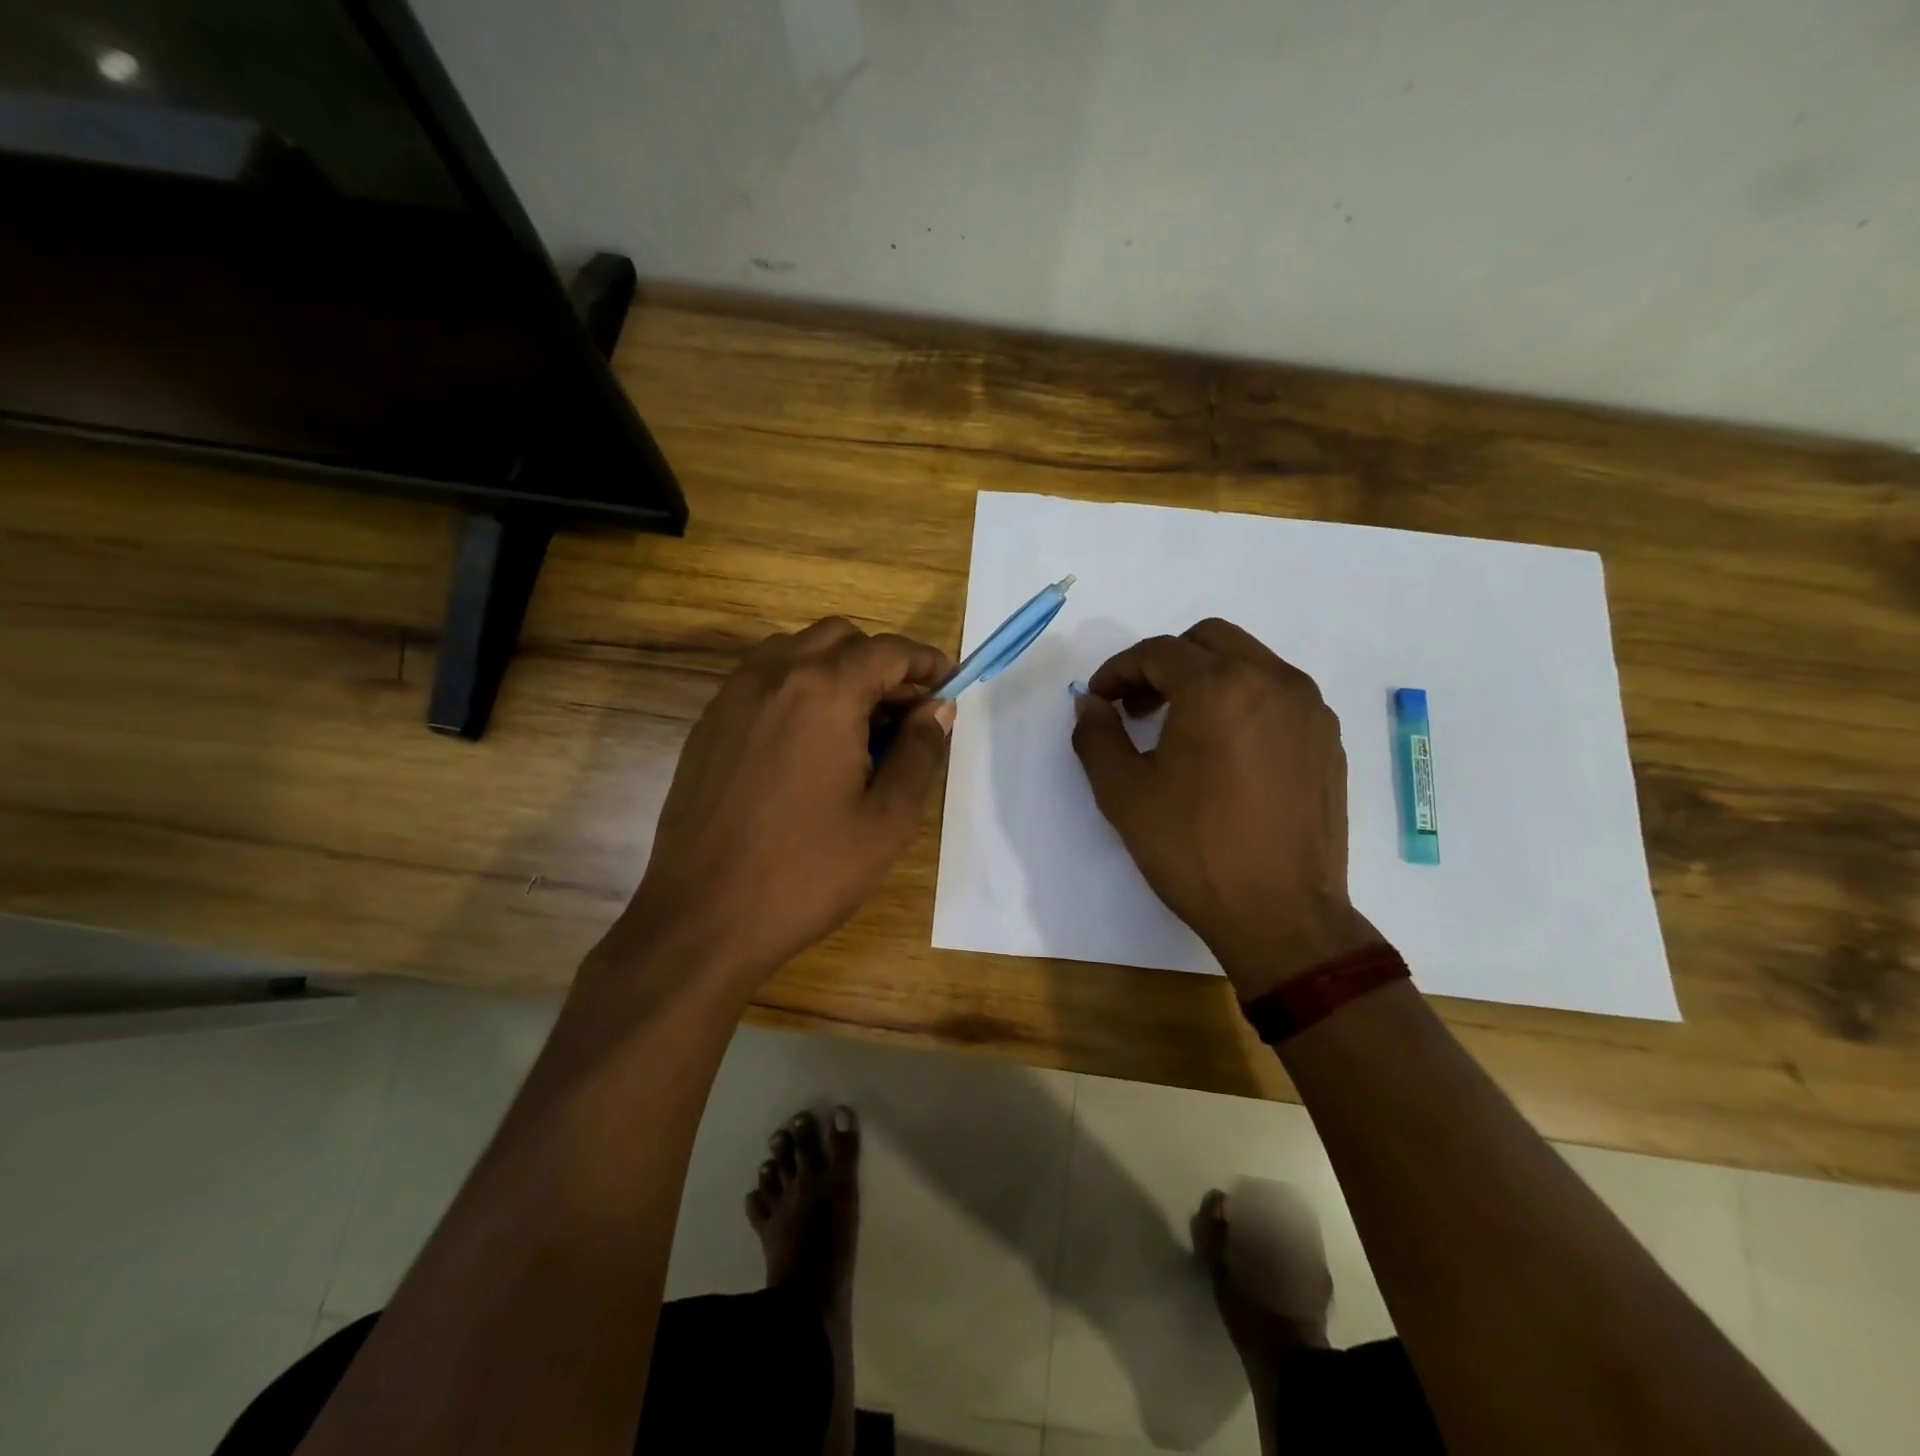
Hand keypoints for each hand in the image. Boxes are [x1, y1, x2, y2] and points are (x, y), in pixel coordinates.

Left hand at [614, 618, 955, 993]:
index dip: (927, 662)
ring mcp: (732, 697)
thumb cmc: (807, 871)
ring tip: (859, 725)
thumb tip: (938, 709)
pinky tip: (810, 742)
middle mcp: (773, 676)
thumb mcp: (887, 819)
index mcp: (823, 692)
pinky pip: (762, 680)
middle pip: (840, 638)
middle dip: (882, 664)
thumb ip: (921, 752)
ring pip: (796, 651)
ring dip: (837, 670)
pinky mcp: (708, 724)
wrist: (704, 918)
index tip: (951, 685)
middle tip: (907, 713)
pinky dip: (798, 688)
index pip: (887, 651)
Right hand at [1071, 619, 1382, 1000]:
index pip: (1158, 652)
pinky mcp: (1329, 739)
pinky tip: (1226, 751)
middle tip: (1139, 707)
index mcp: (1219, 687)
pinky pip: (1278, 695)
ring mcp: (1309, 708)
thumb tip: (1091, 703)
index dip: (1119, 670)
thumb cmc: (1194, 850)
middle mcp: (1272, 681)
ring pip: (1249, 661)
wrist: (1282, 915)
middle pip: (1208, 640)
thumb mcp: (1123, 793)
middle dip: (1165, 664)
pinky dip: (1243, 701)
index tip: (1100, 700)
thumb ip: (1097, 735)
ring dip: (1206, 678)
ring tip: (1182, 729)